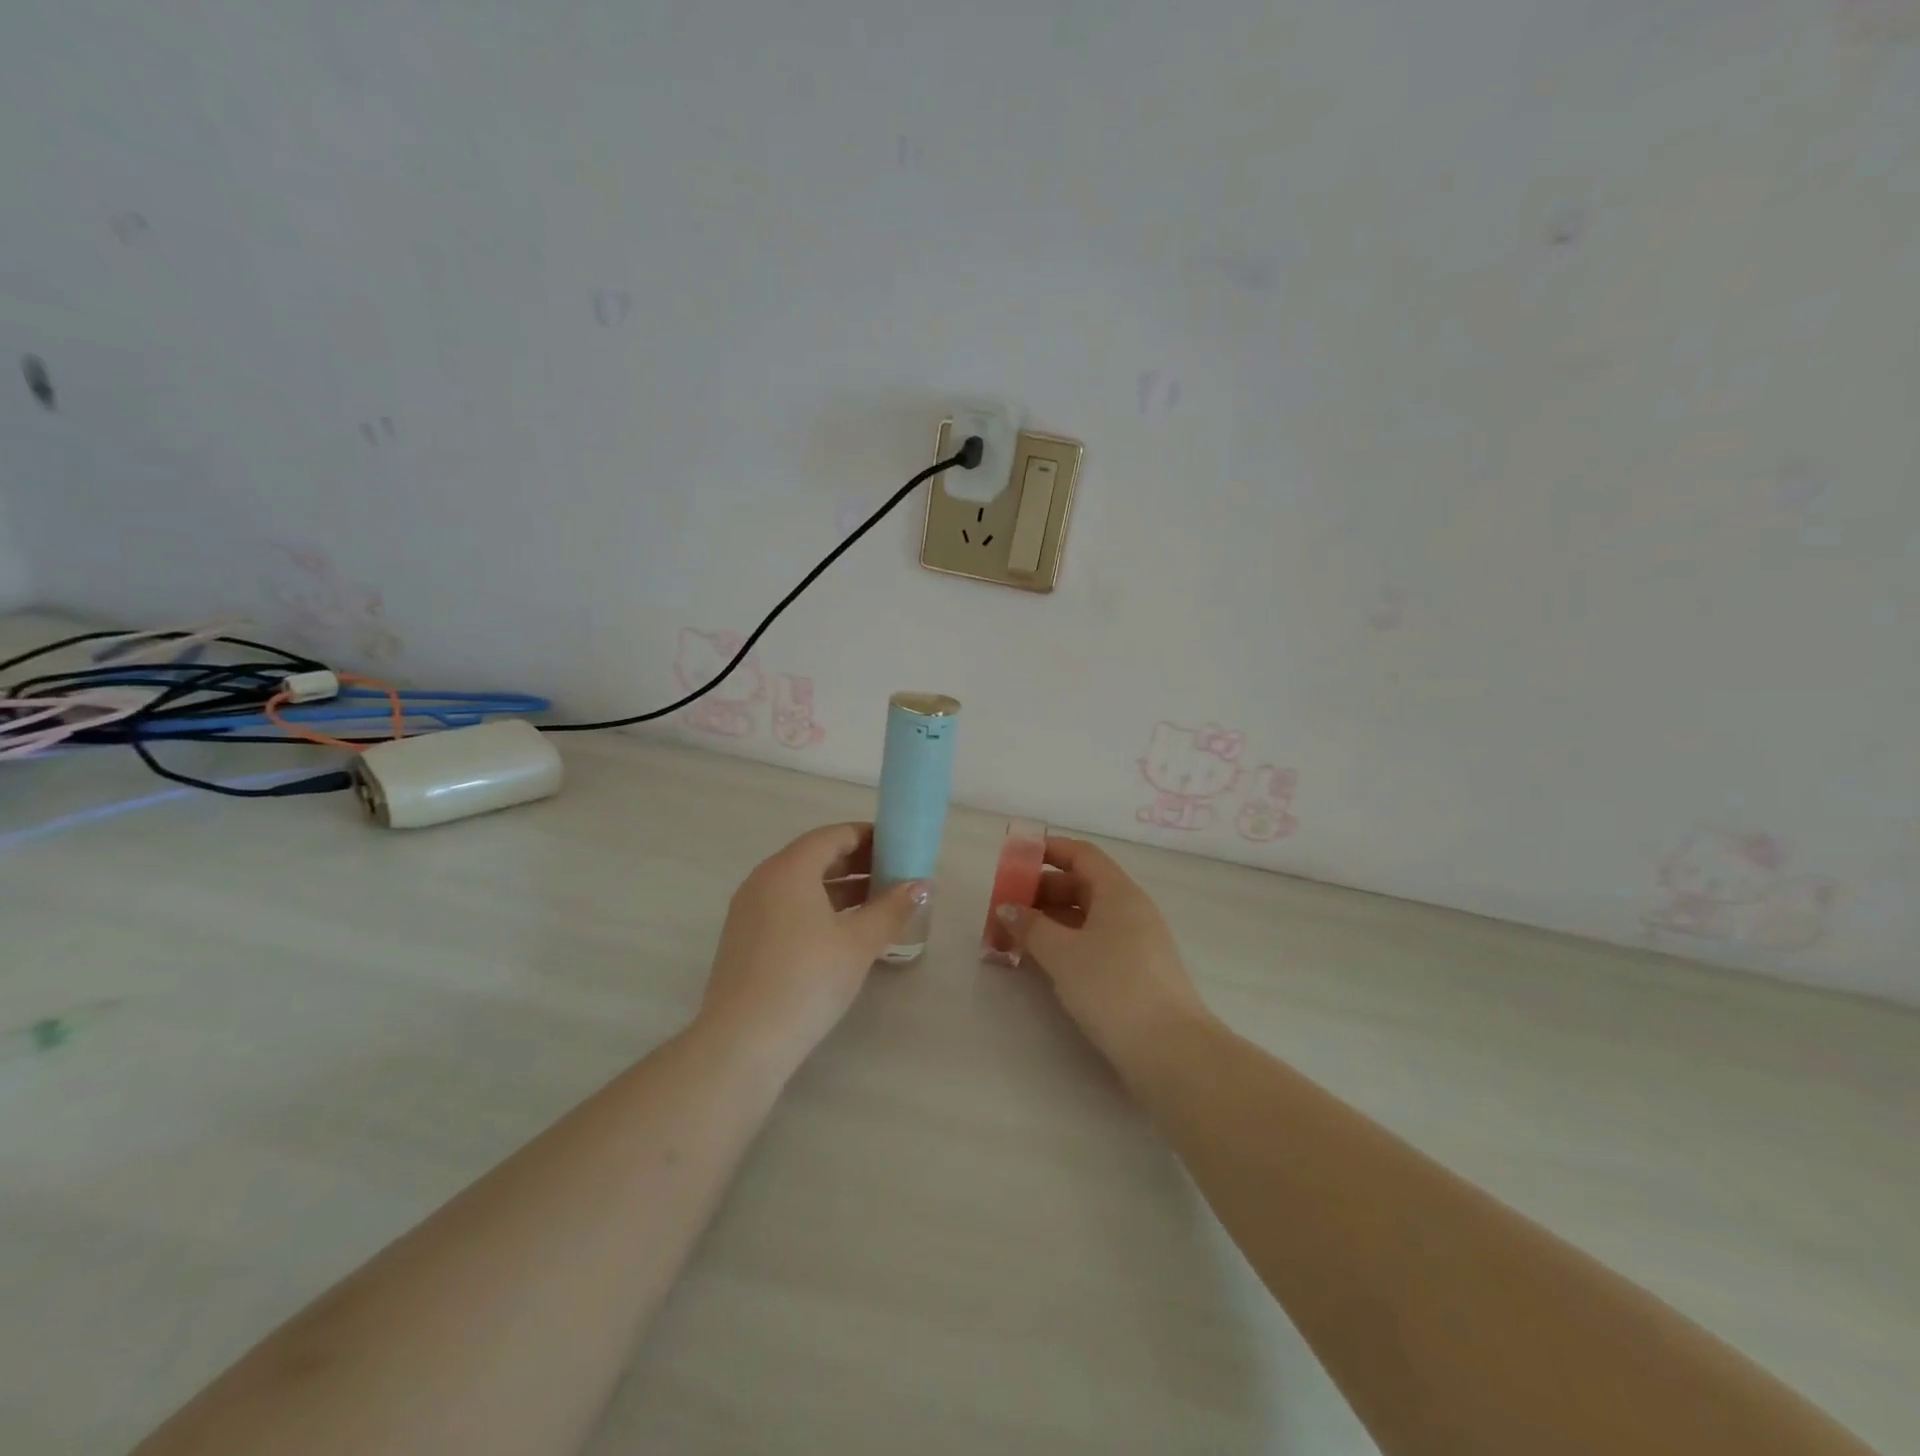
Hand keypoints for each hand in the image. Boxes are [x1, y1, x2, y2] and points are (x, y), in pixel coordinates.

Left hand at [698, 823, 926, 1072]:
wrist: (743, 1042)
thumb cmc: (807, 979)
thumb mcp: (859, 942)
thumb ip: (892, 908)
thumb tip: (921, 885)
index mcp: (789, 869)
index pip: (833, 836)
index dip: (869, 837)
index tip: (900, 848)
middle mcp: (764, 879)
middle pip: (816, 857)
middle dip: (857, 862)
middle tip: (894, 876)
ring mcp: (749, 910)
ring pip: (801, 884)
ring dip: (840, 888)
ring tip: (877, 903)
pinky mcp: (745, 938)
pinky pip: (787, 907)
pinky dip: (818, 908)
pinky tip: (844, 931)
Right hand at [995, 837, 1211, 1070]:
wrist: (1169, 1051)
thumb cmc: (1113, 987)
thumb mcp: (1062, 953)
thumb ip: (1031, 926)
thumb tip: (1008, 908)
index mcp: (1118, 892)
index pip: (1081, 854)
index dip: (1048, 850)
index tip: (1015, 858)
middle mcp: (1130, 910)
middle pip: (1082, 885)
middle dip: (1041, 891)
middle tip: (1006, 907)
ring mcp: (1135, 942)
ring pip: (1086, 917)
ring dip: (1050, 921)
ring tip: (1014, 937)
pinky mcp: (1134, 972)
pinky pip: (1093, 942)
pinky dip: (1065, 943)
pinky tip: (1041, 961)